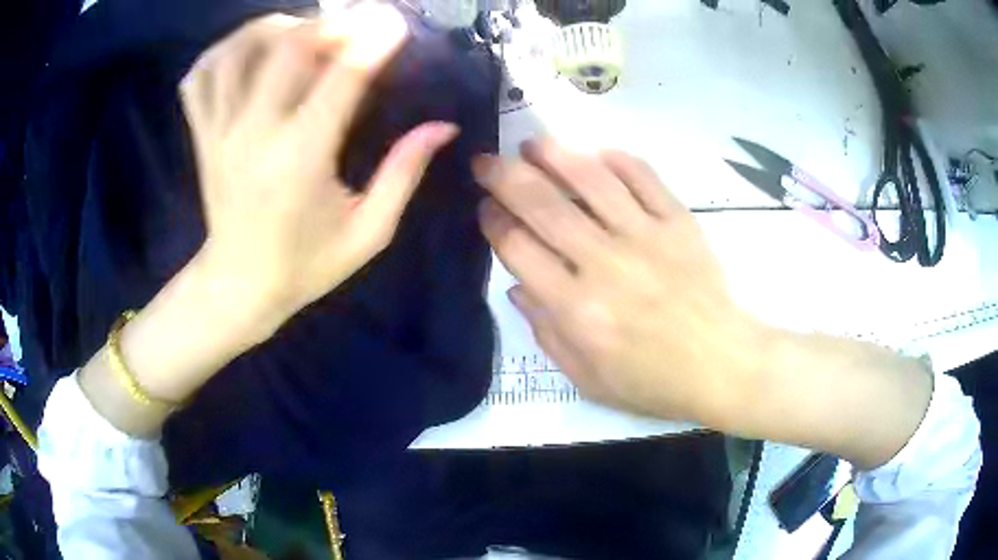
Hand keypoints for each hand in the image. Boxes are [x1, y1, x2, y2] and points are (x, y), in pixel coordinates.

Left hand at [180, 8, 457, 338]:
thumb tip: (442, 127)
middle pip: (287, 46)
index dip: (373, 40)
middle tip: (351, 29)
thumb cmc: (305, 265)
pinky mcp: (202, 136)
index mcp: (302, 158)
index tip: (394, 23)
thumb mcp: (368, 233)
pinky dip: (221, 51)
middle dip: (328, 24)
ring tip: (300, 31)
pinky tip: (246, 51)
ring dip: (274, 27)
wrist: (238, 288)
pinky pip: (200, 78)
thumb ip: (404, 174)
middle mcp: (255, 134)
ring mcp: (220, 132)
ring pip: (237, 51)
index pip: (341, 77)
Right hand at [476, 139, 769, 423]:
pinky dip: (620, 160)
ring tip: (532, 143)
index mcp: (577, 310)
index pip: (519, 249)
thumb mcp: (587, 379)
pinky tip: (599, 153)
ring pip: (592, 180)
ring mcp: (646, 237)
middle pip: (544, 205)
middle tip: (486, 160)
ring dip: (555, 155)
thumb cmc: (652, 381)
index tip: (485, 207)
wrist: (721, 365)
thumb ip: (546, 333)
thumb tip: (516, 286)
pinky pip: (645, 178)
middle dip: (504, 176)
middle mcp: (605, 264)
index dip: (494, 222)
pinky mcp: (679, 223)